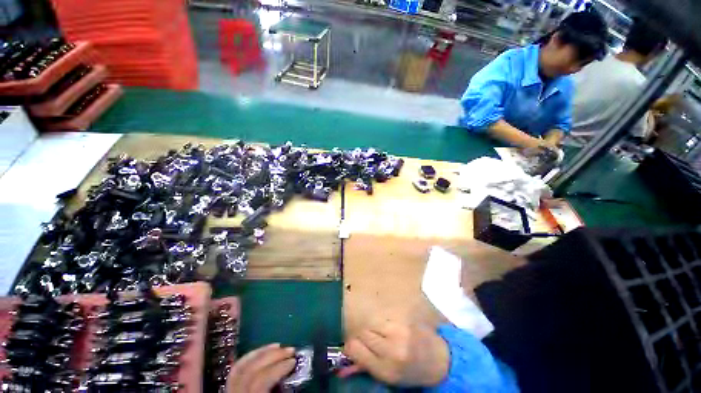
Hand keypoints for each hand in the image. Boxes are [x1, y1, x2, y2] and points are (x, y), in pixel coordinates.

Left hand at [227, 343, 295, 392]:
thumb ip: (281, 390)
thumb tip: (295, 371)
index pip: (260, 381)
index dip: (278, 368)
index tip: (294, 360)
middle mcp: (234, 392)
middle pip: (250, 369)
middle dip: (272, 356)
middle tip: (290, 349)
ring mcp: (228, 389)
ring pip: (241, 365)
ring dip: (262, 352)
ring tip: (278, 345)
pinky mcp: (228, 387)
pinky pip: (237, 368)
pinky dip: (251, 356)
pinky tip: (263, 351)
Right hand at [339, 321, 449, 386]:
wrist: (438, 360)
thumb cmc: (410, 372)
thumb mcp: (387, 376)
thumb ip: (364, 366)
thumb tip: (341, 365)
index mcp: (385, 368)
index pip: (354, 347)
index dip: (352, 346)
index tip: (356, 347)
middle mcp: (391, 348)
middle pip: (362, 332)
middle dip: (364, 337)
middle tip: (373, 343)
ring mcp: (399, 331)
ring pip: (371, 323)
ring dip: (373, 330)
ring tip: (384, 337)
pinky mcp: (403, 320)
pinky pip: (382, 318)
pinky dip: (382, 324)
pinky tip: (391, 331)